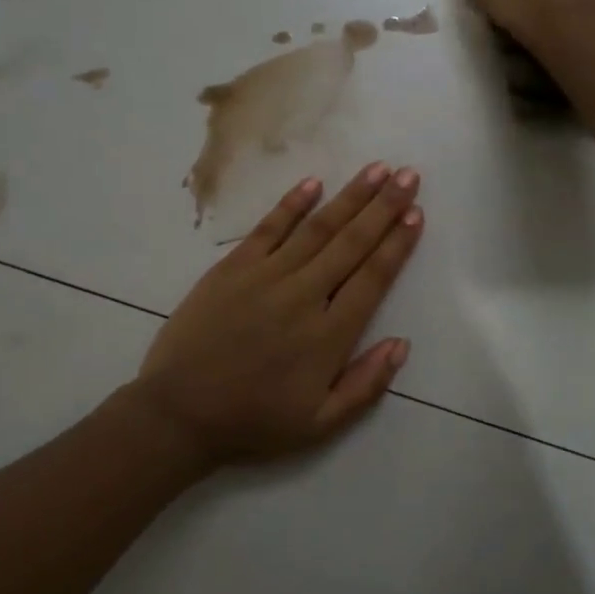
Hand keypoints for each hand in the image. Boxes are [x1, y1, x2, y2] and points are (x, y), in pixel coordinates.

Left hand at [130, 164, 422, 467]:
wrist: (179, 412)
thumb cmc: (252, 421)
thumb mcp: (319, 424)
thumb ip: (365, 385)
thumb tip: (401, 344)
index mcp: (329, 335)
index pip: (373, 277)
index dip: (397, 244)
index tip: (415, 213)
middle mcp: (304, 296)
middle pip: (352, 243)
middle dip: (384, 207)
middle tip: (408, 175)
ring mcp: (266, 277)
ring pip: (317, 229)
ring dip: (349, 197)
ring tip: (376, 170)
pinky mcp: (232, 269)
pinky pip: (268, 229)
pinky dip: (291, 205)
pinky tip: (313, 184)